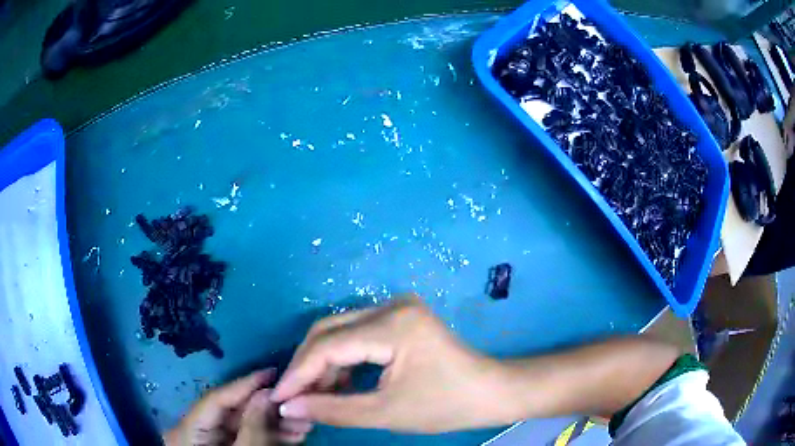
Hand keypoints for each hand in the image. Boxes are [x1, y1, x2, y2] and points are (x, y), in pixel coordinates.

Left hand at [164, 370, 312, 445]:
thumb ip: (252, 426)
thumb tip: (265, 393)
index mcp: (187, 430)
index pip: (215, 399)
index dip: (244, 385)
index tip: (271, 372)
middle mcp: (193, 430)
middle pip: (231, 412)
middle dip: (266, 409)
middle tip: (297, 403)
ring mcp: (207, 440)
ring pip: (241, 425)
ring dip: (272, 424)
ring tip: (303, 424)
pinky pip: (243, 436)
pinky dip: (266, 435)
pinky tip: (291, 436)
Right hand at [270, 297, 513, 432]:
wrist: (490, 393)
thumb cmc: (446, 406)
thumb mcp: (386, 413)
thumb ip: (332, 409)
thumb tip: (288, 406)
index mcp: (393, 325)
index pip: (328, 346)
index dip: (298, 373)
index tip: (279, 397)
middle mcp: (391, 306)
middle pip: (329, 331)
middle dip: (307, 366)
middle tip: (293, 397)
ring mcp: (396, 309)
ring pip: (340, 332)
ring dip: (323, 364)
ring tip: (312, 396)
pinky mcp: (399, 318)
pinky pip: (356, 336)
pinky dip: (342, 360)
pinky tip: (336, 384)